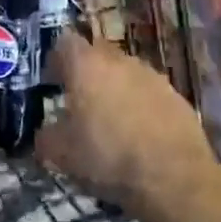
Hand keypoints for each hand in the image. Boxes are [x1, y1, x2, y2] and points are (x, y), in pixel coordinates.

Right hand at [36, 31, 219, 218]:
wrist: (174, 179)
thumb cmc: (108, 158)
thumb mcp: (62, 155)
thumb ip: (46, 137)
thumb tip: (44, 133)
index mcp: (86, 65)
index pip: (65, 42)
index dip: (57, 60)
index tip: (53, 82)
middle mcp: (119, 60)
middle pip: (97, 55)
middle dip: (87, 74)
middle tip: (81, 103)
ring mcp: (152, 75)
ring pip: (125, 73)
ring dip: (116, 89)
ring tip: (113, 122)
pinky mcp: (176, 96)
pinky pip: (150, 93)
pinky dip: (142, 106)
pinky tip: (141, 135)